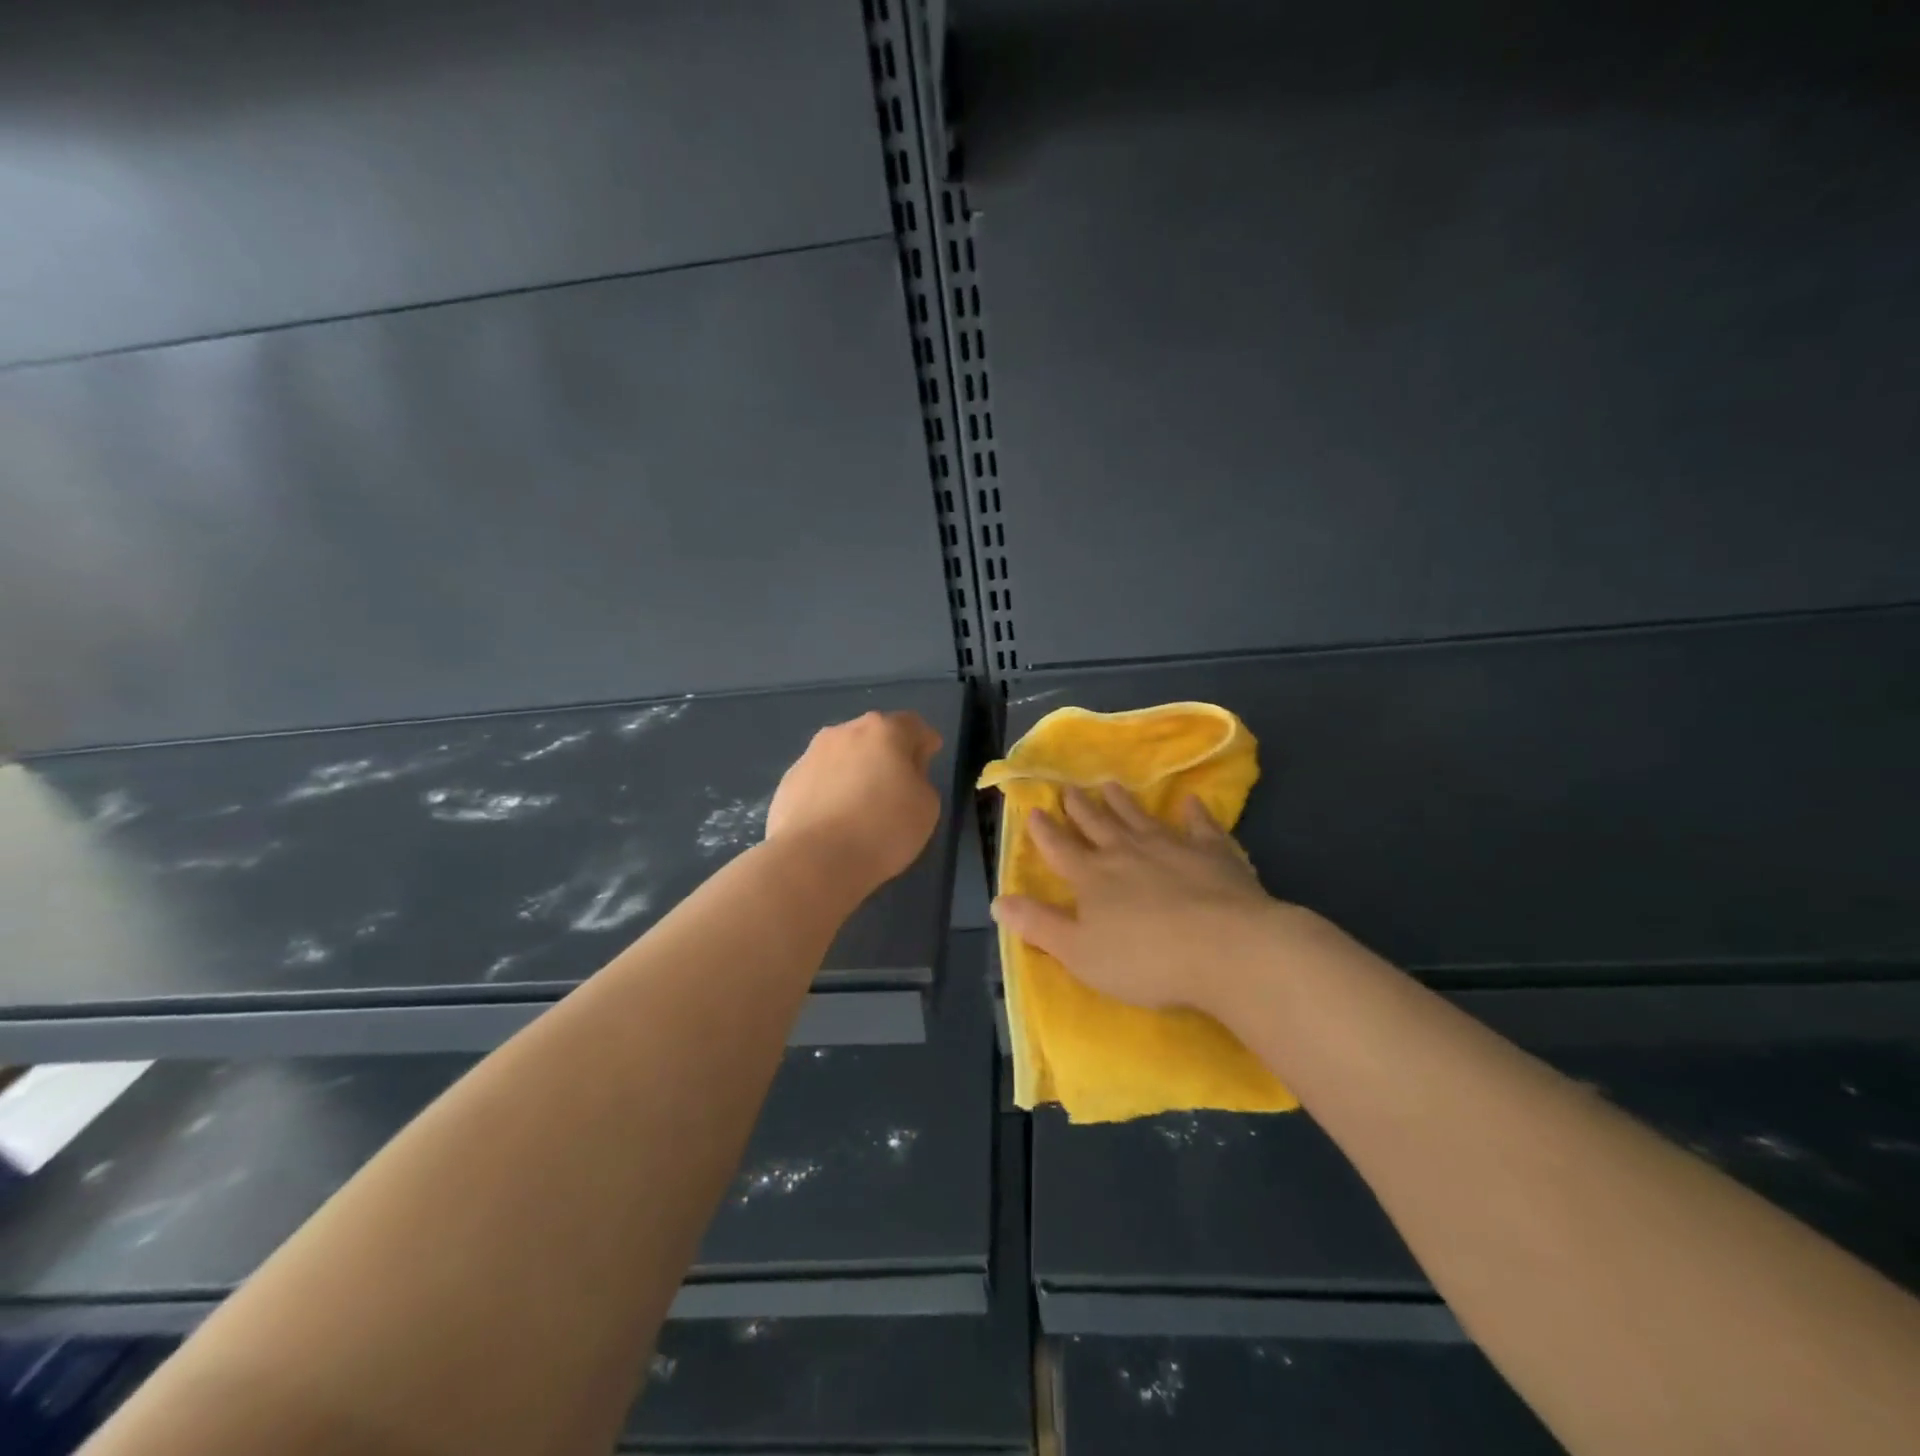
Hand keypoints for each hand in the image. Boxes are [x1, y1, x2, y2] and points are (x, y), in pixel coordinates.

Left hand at [766, 711, 943, 890]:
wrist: (813, 860)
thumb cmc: (883, 829)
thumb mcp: (927, 806)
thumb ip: (920, 780)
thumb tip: (903, 775)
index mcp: (883, 731)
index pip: (912, 725)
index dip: (924, 741)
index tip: (929, 757)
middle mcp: (844, 732)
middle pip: (874, 736)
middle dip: (888, 754)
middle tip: (898, 783)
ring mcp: (811, 755)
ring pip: (843, 756)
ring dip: (856, 771)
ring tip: (862, 804)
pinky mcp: (788, 782)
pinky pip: (820, 780)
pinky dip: (831, 791)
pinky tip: (835, 819)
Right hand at [991, 784, 1291, 1018]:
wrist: (1225, 948)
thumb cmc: (1145, 959)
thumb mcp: (1078, 953)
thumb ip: (1039, 925)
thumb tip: (997, 903)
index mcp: (1092, 877)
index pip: (1060, 848)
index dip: (1045, 831)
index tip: (1035, 810)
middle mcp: (1126, 852)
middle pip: (1097, 824)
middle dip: (1079, 808)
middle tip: (1068, 788)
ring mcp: (1171, 847)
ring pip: (1139, 817)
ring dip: (1123, 802)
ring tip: (1110, 785)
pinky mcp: (1212, 853)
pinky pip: (1199, 826)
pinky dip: (1193, 813)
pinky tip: (1190, 802)